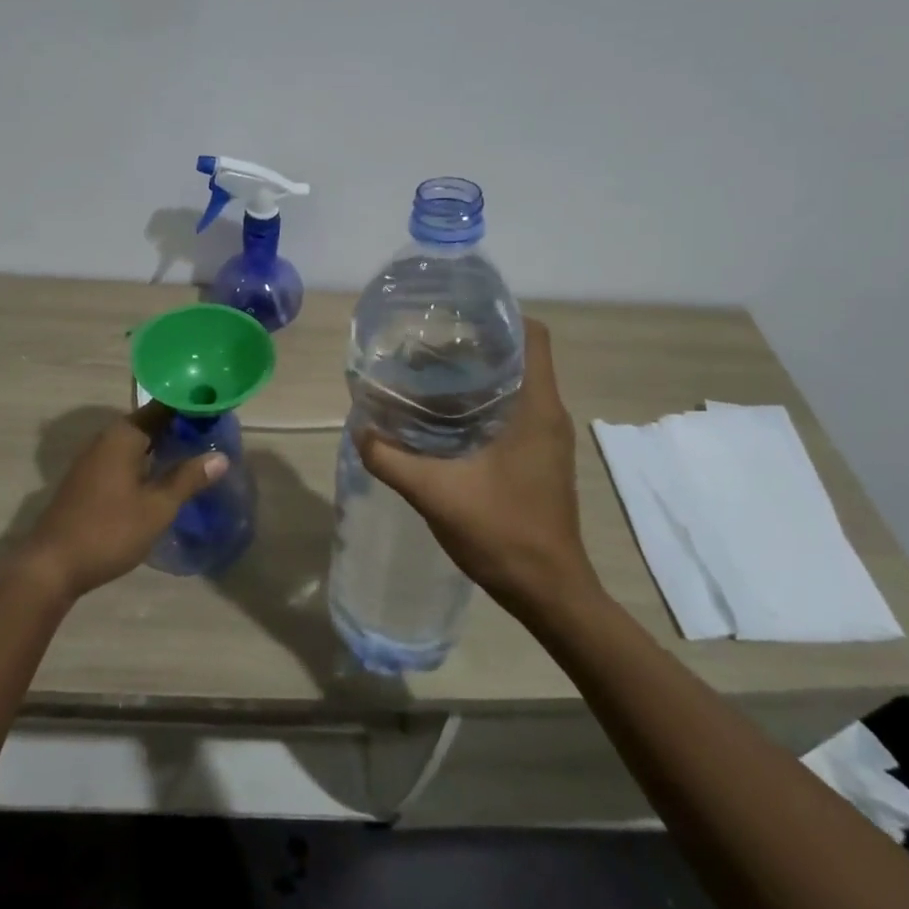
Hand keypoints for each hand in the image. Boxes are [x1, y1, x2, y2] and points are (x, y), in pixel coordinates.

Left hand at [24, 404, 227, 597]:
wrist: (52, 565)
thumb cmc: (109, 530)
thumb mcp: (157, 507)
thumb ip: (188, 479)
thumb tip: (220, 457)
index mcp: (124, 435)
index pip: (164, 407)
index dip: (191, 406)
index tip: (217, 409)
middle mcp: (106, 438)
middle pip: (150, 422)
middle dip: (180, 426)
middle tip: (214, 433)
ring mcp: (94, 459)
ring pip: (137, 442)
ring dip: (163, 445)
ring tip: (197, 452)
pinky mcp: (88, 479)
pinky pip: (125, 458)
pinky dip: (147, 460)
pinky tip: (164, 476)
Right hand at [354, 318, 596, 615]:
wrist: (550, 593)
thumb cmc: (503, 534)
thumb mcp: (436, 494)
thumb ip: (391, 459)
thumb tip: (359, 430)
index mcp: (536, 408)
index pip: (533, 335)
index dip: (499, 316)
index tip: (455, 315)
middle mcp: (548, 414)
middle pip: (518, 356)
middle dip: (473, 345)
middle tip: (423, 346)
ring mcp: (546, 438)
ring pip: (514, 385)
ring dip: (475, 377)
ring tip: (425, 377)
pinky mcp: (539, 458)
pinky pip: (512, 412)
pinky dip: (480, 405)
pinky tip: (441, 421)